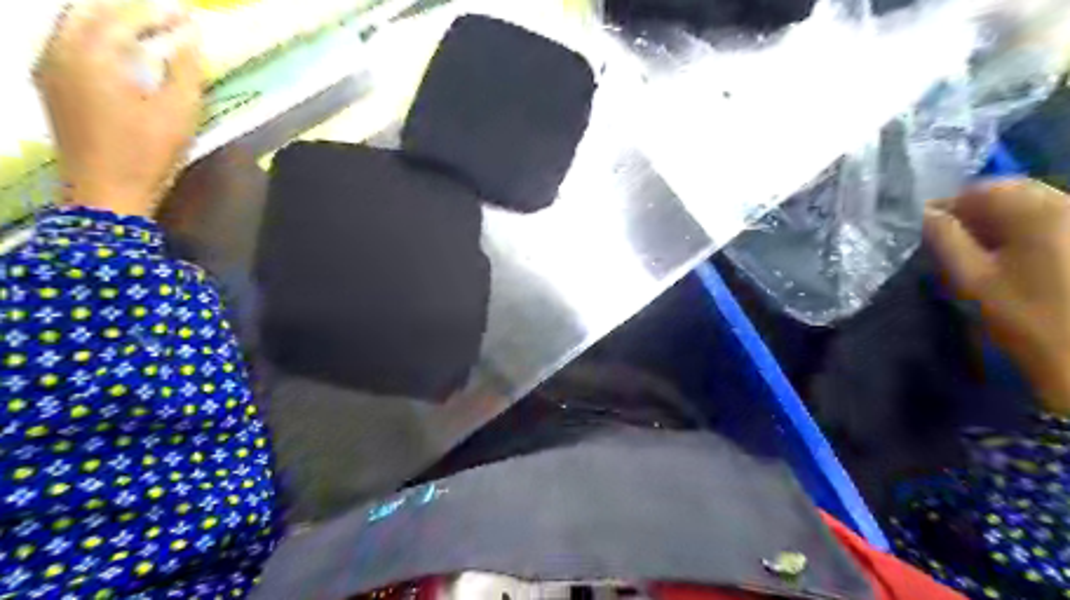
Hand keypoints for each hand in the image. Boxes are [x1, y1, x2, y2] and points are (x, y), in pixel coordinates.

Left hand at [32, 0, 202, 217]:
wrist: (106, 190)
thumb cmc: (148, 152)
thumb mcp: (178, 112)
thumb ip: (184, 71)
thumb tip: (190, 38)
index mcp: (91, 55)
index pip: (124, 16)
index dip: (157, 11)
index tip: (188, 11)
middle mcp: (59, 51)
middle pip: (89, 12)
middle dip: (128, 9)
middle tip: (164, 15)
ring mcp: (49, 68)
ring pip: (73, 25)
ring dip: (108, 20)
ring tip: (144, 26)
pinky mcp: (51, 86)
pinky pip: (66, 42)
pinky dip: (93, 35)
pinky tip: (116, 48)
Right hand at [924, 176, 1069, 416]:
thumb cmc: (1029, 319)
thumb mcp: (974, 280)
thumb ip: (945, 240)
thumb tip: (925, 214)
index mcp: (1040, 211)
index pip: (983, 188)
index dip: (950, 206)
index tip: (928, 231)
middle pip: (1015, 193)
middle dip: (979, 213)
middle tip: (953, 243)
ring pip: (1037, 206)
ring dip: (1004, 223)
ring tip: (984, 254)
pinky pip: (1057, 222)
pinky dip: (1030, 233)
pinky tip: (1019, 259)